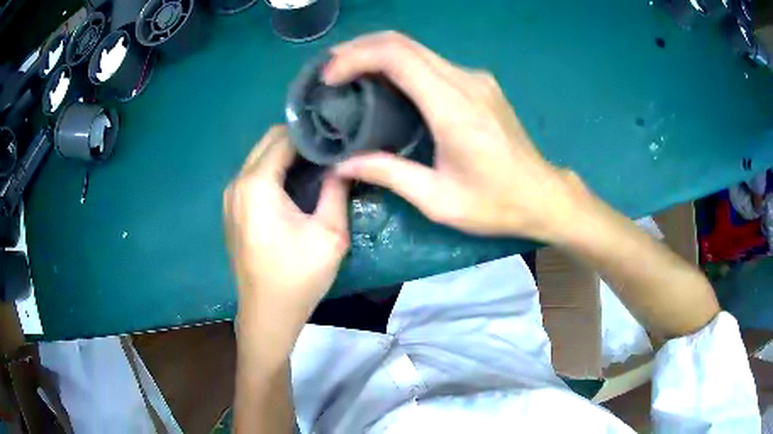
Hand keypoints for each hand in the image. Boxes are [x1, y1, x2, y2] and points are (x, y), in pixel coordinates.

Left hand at [223, 126, 348, 335]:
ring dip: (285, 155)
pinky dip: (273, 170)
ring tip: (316, 166)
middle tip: (329, 151)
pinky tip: (294, 186)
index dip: (312, 134)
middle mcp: (237, 183)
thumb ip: (337, 190)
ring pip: (259, 157)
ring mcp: (230, 197)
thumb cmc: (298, 276)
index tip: (337, 138)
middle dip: (299, 140)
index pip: (284, 137)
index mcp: (257, 184)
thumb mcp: (330, 234)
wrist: (267, 313)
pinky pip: (253, 175)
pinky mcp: (231, 210)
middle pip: (268, 141)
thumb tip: (343, 164)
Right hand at [326, 32, 589, 241]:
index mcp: (453, 107)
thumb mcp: (438, 199)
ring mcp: (475, 78)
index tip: (329, 77)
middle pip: (403, 43)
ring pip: (417, 49)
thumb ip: (389, 174)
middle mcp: (465, 81)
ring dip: (378, 54)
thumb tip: (342, 165)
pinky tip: (385, 83)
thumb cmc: (496, 204)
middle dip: (360, 49)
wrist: (543, 195)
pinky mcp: (479, 83)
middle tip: (330, 70)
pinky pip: (431, 63)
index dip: (356, 57)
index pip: (397, 57)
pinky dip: (400, 65)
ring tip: (348, 74)